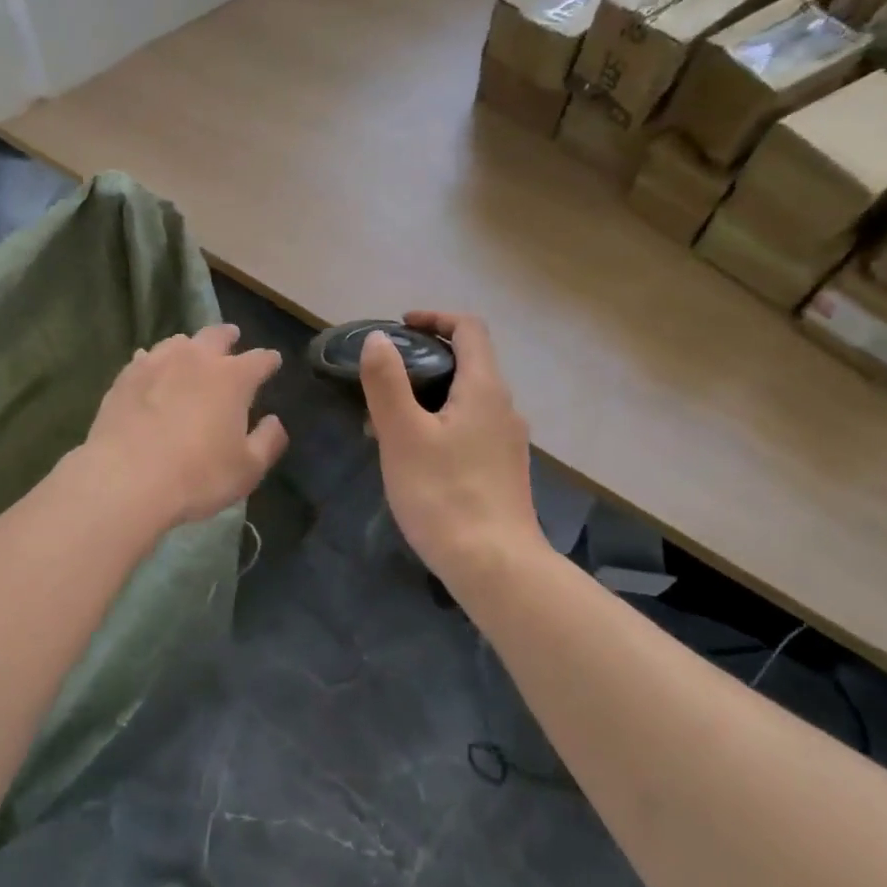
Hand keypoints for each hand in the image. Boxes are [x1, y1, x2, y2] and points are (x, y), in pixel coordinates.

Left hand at [83, 325, 288, 526]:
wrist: (126, 479)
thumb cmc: (198, 476)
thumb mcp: (247, 469)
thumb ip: (268, 441)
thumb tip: (275, 421)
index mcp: (233, 378)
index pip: (259, 360)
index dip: (269, 361)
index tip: (273, 361)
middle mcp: (197, 360)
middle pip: (216, 335)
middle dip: (228, 336)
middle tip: (232, 336)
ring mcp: (157, 364)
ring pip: (178, 342)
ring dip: (190, 345)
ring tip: (190, 352)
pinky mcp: (126, 377)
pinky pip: (145, 359)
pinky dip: (154, 360)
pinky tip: (151, 367)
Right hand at [360, 312, 544, 584]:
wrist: (496, 567)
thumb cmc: (444, 495)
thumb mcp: (403, 435)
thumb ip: (387, 382)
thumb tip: (379, 339)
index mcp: (484, 389)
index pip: (469, 329)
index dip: (435, 318)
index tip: (401, 327)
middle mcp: (504, 407)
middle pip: (468, 362)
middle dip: (425, 360)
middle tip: (384, 379)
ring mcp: (507, 441)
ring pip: (467, 399)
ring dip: (430, 395)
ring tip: (388, 421)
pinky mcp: (504, 470)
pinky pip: (471, 428)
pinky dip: (442, 423)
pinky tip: (415, 456)